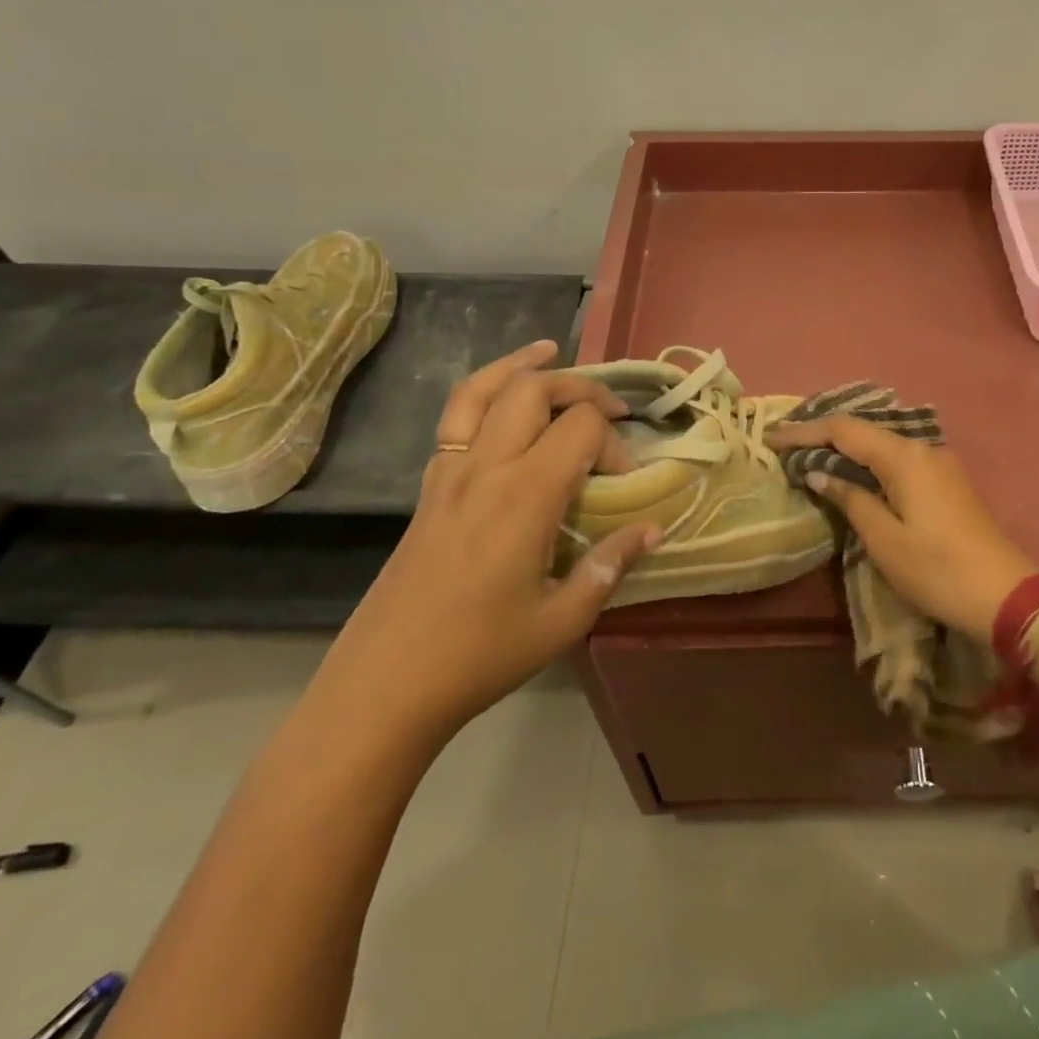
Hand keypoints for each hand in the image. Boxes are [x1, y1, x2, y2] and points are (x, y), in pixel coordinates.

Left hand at [315, 340, 658, 743]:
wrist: (384, 685)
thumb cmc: (481, 655)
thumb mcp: (563, 619)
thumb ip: (611, 565)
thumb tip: (654, 528)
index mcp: (525, 496)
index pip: (581, 427)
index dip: (615, 442)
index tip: (625, 482)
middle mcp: (486, 468)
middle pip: (534, 390)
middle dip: (580, 387)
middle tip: (609, 409)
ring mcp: (449, 472)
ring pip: (483, 390)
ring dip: (521, 367)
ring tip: (549, 352)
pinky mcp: (428, 487)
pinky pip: (454, 418)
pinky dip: (483, 391)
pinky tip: (501, 401)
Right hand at [765, 416, 1036, 642]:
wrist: (1004, 594)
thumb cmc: (936, 569)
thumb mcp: (883, 539)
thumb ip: (850, 499)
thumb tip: (819, 473)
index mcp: (904, 457)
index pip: (844, 430)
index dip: (805, 432)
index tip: (772, 438)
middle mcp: (922, 448)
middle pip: (864, 430)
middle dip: (824, 435)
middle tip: (788, 444)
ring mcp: (939, 463)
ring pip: (882, 443)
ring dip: (847, 447)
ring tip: (812, 456)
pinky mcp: (947, 480)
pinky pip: (898, 458)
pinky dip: (869, 460)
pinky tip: (853, 473)